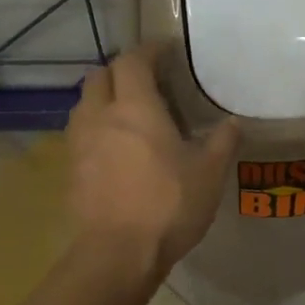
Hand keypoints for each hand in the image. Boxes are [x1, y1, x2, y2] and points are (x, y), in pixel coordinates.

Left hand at [66, 45, 239, 273]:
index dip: (148, 51)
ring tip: (127, 113)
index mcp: (135, 107)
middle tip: (145, 81)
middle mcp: (101, 116)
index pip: (133, 61)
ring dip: (103, 98)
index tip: (165, 51)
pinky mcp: (70, 170)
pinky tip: (114, 148)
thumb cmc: (168, 205)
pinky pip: (79, 134)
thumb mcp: (209, 173)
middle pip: (99, 76)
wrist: (117, 254)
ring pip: (84, 104)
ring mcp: (80, 143)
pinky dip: (95, 128)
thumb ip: (223, 141)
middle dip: (120, 71)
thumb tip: (234, 122)